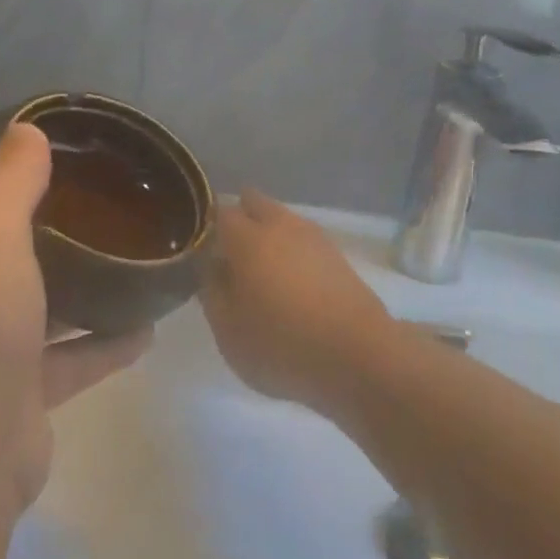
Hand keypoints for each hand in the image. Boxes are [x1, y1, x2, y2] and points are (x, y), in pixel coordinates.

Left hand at [0, 122, 150, 520]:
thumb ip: (10, 177)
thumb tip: (27, 126)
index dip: (21, 176)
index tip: (81, 160)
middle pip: (13, 252)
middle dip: (62, 231)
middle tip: (123, 207)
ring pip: (42, 305)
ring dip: (85, 287)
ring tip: (140, 261)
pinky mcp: (16, 398)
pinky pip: (68, 358)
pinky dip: (103, 344)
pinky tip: (148, 329)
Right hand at [201, 190, 397, 409]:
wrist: (358, 355)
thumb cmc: (282, 345)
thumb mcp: (228, 331)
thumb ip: (212, 292)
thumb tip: (212, 266)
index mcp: (247, 238)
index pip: (220, 213)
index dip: (207, 228)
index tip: (201, 249)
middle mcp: (281, 225)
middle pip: (254, 203)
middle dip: (240, 218)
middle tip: (229, 254)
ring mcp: (313, 237)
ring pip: (282, 219)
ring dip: (268, 233)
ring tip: (260, 270)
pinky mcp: (337, 255)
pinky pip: (303, 239)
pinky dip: (292, 250)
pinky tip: (290, 279)